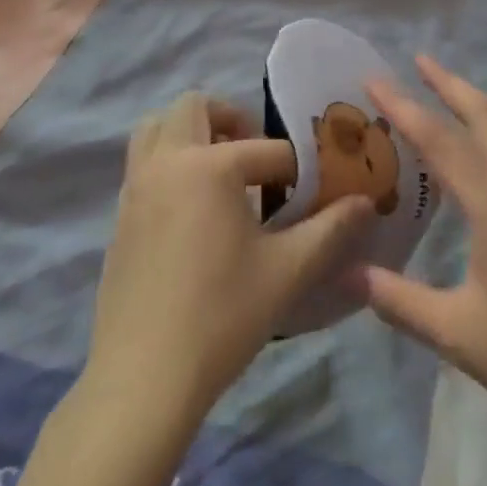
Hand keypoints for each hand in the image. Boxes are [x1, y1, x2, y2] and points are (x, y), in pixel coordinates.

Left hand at [86, 93, 375, 420]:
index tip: (317, 192)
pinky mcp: (120, 215)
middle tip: (257, 157)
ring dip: (190, 132)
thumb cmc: (222, 317)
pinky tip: (194, 210)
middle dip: (231, 119)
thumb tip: (366, 202)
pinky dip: (169, 162)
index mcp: (209, 166)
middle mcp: (167, 162)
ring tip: (221, 172)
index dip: (300, 170)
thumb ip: (331, 229)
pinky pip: (143, 163)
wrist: (143, 379)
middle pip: (194, 106)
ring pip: (156, 127)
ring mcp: (136, 187)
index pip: (268, 150)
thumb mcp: (288, 271)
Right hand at [353, 57, 486, 460]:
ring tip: (456, 90)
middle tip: (419, 60)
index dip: (404, 106)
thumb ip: (397, 299)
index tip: (374, 79)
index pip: (441, 142)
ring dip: (483, 100)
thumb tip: (345, 271)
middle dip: (450, 84)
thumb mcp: (456, 334)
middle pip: (486, 116)